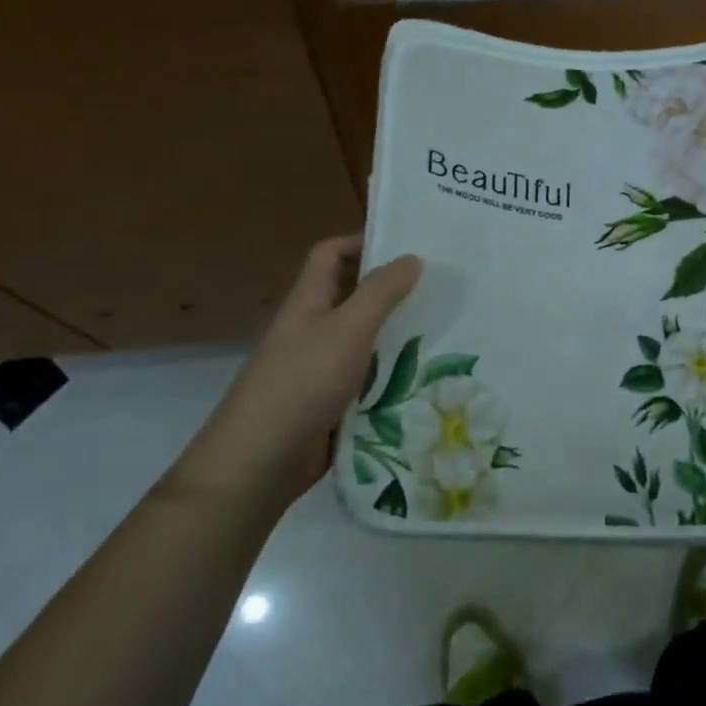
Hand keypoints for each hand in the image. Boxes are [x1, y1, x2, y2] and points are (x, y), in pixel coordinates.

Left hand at [196, 234, 421, 499]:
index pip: (330, 254)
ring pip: (364, 340)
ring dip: (397, 335)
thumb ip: (380, 292)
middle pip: (352, 297)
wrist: (261, 463)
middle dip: (391, 290)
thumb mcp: (347, 328)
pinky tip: (426, 376)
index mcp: (308, 302)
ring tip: (445, 328)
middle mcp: (312, 329)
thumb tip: (411, 257)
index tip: (404, 245)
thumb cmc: (302, 382)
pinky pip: (367, 379)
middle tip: (439, 287)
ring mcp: (320, 369)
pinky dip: (392, 375)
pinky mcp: (331, 403)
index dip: (360, 241)